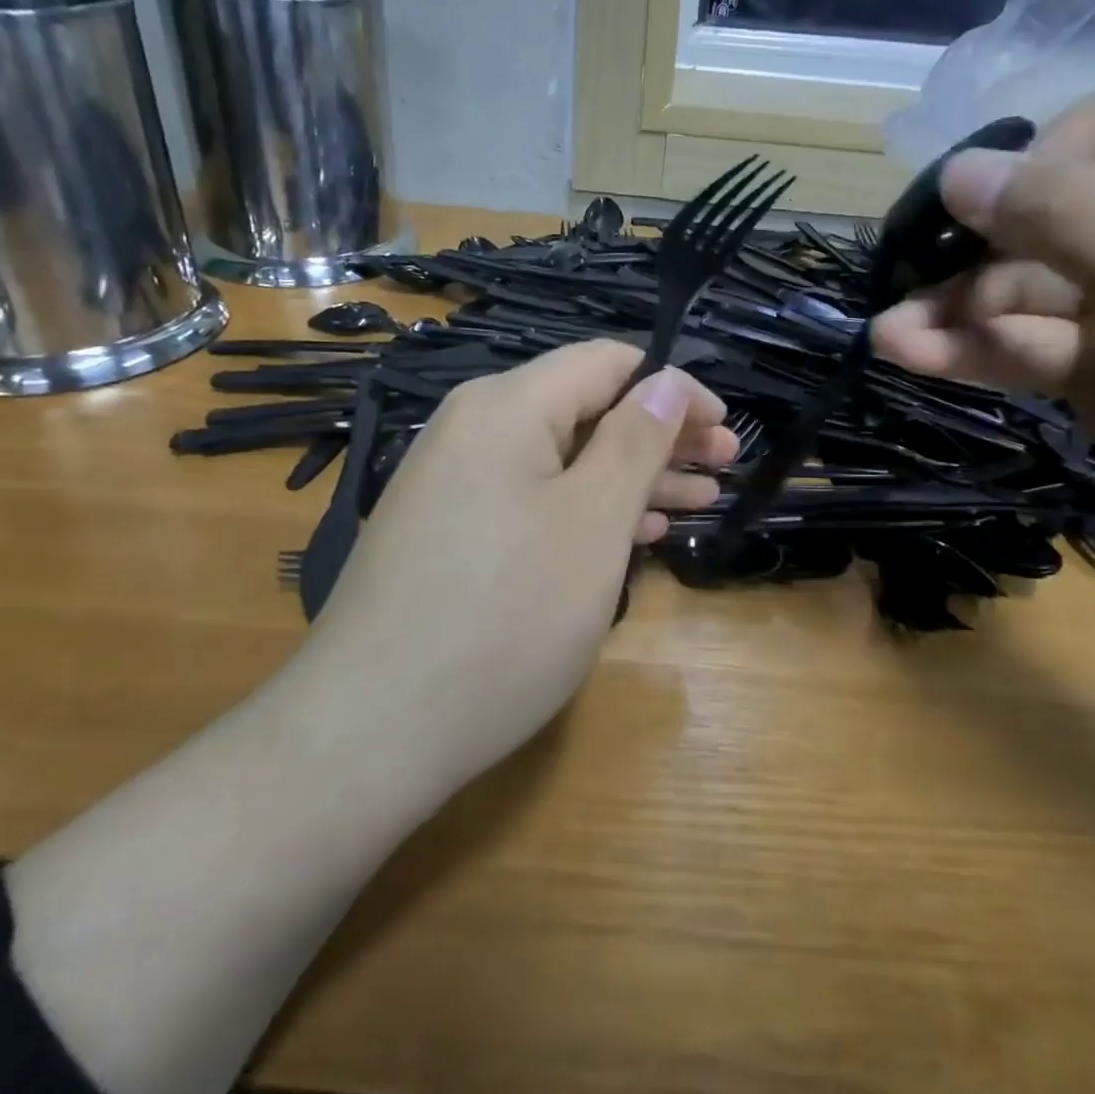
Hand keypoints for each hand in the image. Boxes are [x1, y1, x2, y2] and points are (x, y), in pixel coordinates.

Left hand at [304, 339, 734, 791]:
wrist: (371, 730)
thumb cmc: (506, 617)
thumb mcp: (592, 522)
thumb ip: (635, 442)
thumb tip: (666, 382)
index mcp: (506, 406)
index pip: (607, 363)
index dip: (672, 387)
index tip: (723, 427)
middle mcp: (472, 429)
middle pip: (585, 410)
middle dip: (659, 436)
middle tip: (722, 466)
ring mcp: (454, 484)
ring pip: (562, 460)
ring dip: (631, 477)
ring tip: (696, 500)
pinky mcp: (448, 533)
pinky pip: (531, 500)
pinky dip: (585, 510)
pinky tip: (632, 533)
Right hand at [871, 95, 1094, 643]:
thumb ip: (1070, 220)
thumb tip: (960, 169)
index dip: (1040, 166)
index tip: (989, 218)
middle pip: (1051, 221)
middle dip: (976, 255)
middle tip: (903, 285)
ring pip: (1027, 295)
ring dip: (955, 314)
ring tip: (886, 337)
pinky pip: (1030, 352)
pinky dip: (973, 355)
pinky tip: (910, 357)